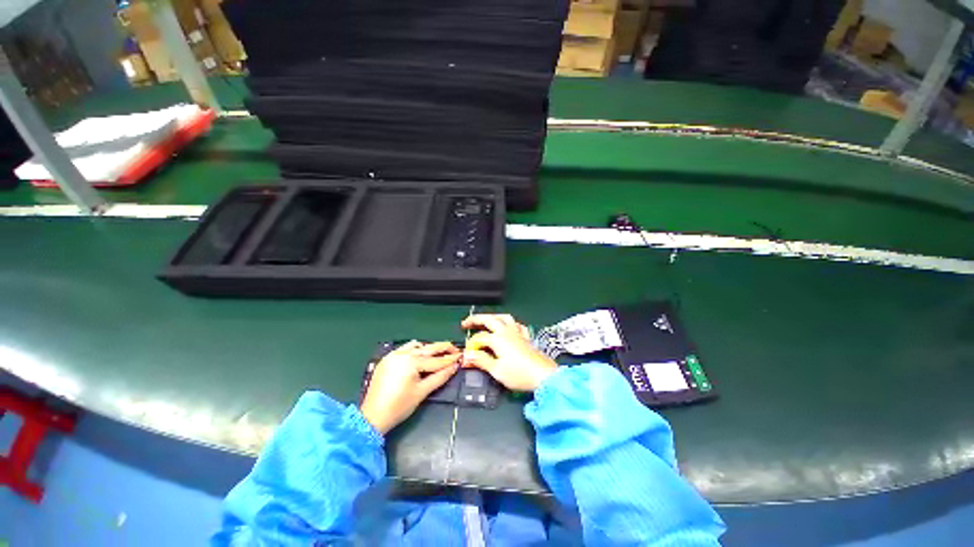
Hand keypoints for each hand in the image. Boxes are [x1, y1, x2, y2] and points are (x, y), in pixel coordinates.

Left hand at [360, 341, 459, 433]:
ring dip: (428, 348)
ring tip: (438, 355)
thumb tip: (454, 367)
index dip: (450, 359)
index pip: (436, 360)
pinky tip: (420, 357)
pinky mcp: (387, 359)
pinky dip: (415, 350)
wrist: (372, 417)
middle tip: (455, 350)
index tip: (461, 355)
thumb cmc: (399, 406)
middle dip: (443, 348)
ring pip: (416, 346)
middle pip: (428, 348)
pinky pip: (405, 348)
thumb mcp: (422, 392)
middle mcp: (402, 354)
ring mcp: (393, 355)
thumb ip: (440, 377)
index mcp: (411, 362)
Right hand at [462, 314, 557, 391]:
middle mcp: (507, 332)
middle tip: (467, 323)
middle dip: (476, 319)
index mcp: (498, 339)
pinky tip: (508, 327)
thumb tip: (467, 356)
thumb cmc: (520, 374)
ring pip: (504, 317)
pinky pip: (516, 324)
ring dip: (493, 317)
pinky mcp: (526, 337)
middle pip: (489, 319)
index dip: (471, 345)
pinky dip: (509, 323)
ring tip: (486, 320)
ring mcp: (518, 333)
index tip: (466, 355)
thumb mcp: (497, 370)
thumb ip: (481, 361)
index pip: (480, 338)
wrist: (544, 376)